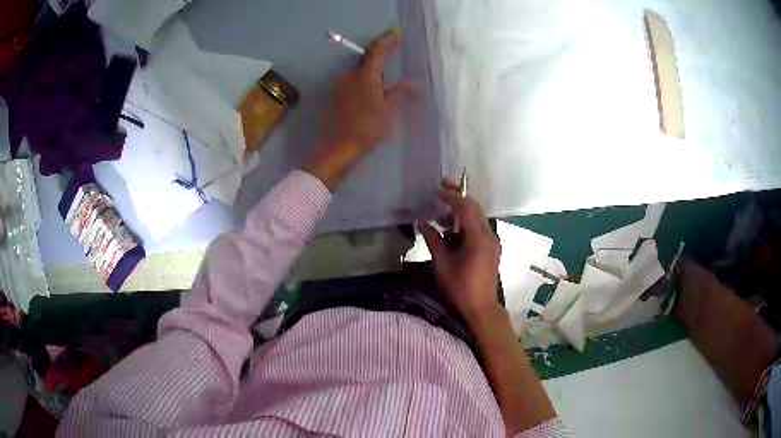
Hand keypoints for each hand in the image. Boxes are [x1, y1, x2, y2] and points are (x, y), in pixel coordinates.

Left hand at [307, 28, 411, 188]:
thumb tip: (415, 82)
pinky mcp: (337, 95)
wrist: (339, 148)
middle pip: (367, 57)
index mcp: (366, 76)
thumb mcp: (389, 111)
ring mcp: (341, 85)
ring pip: (360, 69)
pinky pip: (354, 80)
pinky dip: (366, 77)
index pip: (377, 50)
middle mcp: (351, 75)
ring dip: (373, 66)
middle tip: (395, 47)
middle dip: (381, 51)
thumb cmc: (367, 129)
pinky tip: (373, 86)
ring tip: (387, 69)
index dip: (387, 39)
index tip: (397, 32)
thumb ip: (400, 93)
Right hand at [417, 181, 502, 325]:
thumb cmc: (460, 288)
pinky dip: (464, 225)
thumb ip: (433, 240)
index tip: (437, 191)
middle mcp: (489, 235)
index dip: (452, 196)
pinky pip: (478, 228)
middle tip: (440, 191)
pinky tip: (449, 232)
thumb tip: (420, 221)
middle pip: (475, 209)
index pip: (467, 208)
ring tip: (439, 218)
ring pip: (476, 218)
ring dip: (460, 213)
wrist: (481, 308)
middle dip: (458, 198)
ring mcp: (491, 242)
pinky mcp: (490, 248)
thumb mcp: (442, 264)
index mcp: (479, 238)